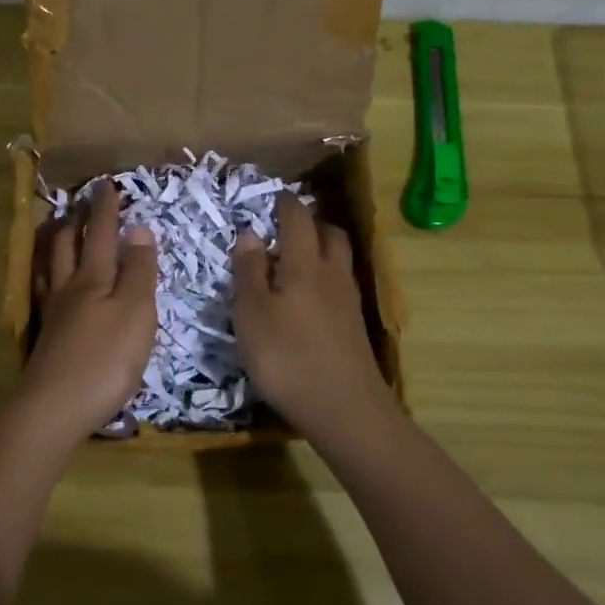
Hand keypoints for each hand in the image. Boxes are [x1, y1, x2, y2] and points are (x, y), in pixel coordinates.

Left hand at [10, 183, 157, 442]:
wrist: (55, 408)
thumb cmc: (105, 358)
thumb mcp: (136, 312)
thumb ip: (138, 271)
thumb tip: (138, 229)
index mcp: (94, 278)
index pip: (101, 233)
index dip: (106, 209)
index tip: (106, 184)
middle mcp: (68, 288)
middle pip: (67, 245)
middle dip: (76, 220)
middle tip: (80, 203)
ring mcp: (53, 314)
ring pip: (49, 266)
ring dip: (55, 243)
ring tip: (58, 230)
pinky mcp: (46, 338)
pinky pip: (43, 291)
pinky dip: (46, 274)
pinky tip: (48, 283)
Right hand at [232, 195, 393, 434]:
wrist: (344, 409)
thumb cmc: (286, 357)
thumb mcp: (252, 313)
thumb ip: (249, 272)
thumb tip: (250, 233)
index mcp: (304, 264)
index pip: (297, 220)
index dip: (286, 204)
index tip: (275, 196)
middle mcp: (332, 274)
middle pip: (330, 234)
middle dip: (312, 222)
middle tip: (289, 225)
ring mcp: (348, 301)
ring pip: (339, 260)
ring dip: (323, 249)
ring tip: (298, 258)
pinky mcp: (354, 327)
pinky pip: (341, 285)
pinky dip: (326, 278)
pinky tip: (311, 297)